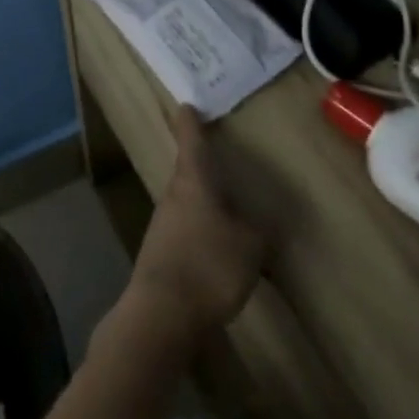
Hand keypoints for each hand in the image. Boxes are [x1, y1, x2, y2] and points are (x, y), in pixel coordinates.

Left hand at [126, 107, 266, 342]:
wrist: (162, 313)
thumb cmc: (209, 265)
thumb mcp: (250, 246)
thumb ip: (257, 230)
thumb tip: (257, 224)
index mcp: (194, 180)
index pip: (190, 139)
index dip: (189, 120)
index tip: (187, 105)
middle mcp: (174, 194)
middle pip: (187, 170)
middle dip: (202, 165)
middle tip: (218, 158)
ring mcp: (163, 223)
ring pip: (186, 201)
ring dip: (203, 202)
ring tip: (227, 210)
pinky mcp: (160, 252)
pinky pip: (185, 229)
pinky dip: (200, 231)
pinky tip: (217, 252)